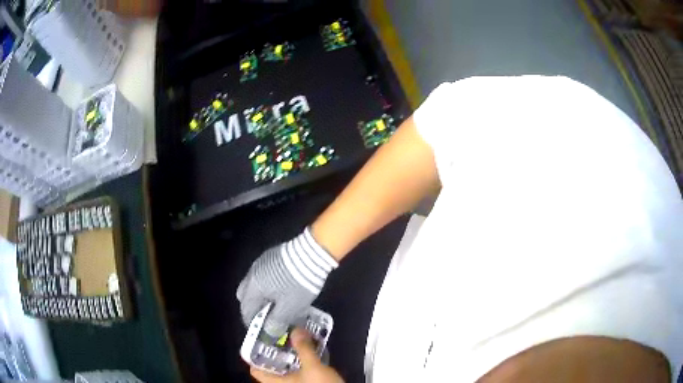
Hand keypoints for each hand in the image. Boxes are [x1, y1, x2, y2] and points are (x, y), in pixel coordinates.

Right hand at [237, 228, 337, 336]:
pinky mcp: (271, 256)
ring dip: (262, 296)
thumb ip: (276, 321)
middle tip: (268, 317)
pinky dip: (268, 286)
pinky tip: (282, 289)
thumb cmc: (298, 284)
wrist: (312, 253)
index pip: (246, 310)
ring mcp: (261, 263)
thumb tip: (269, 331)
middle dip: (254, 308)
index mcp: (253, 288)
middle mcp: (252, 274)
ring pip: (254, 284)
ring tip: (278, 304)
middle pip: (245, 296)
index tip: (262, 331)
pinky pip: (263, 275)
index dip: (253, 323)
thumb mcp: (289, 307)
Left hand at [250, 329, 343, 382]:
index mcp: (276, 382)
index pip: (256, 370)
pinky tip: (309, 352)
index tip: (260, 341)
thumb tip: (295, 330)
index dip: (255, 357)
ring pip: (287, 368)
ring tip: (295, 340)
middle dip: (276, 351)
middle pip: (272, 367)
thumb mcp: (313, 367)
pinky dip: (301, 361)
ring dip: (291, 355)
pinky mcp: (307, 382)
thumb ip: (304, 349)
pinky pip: (298, 370)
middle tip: (280, 336)